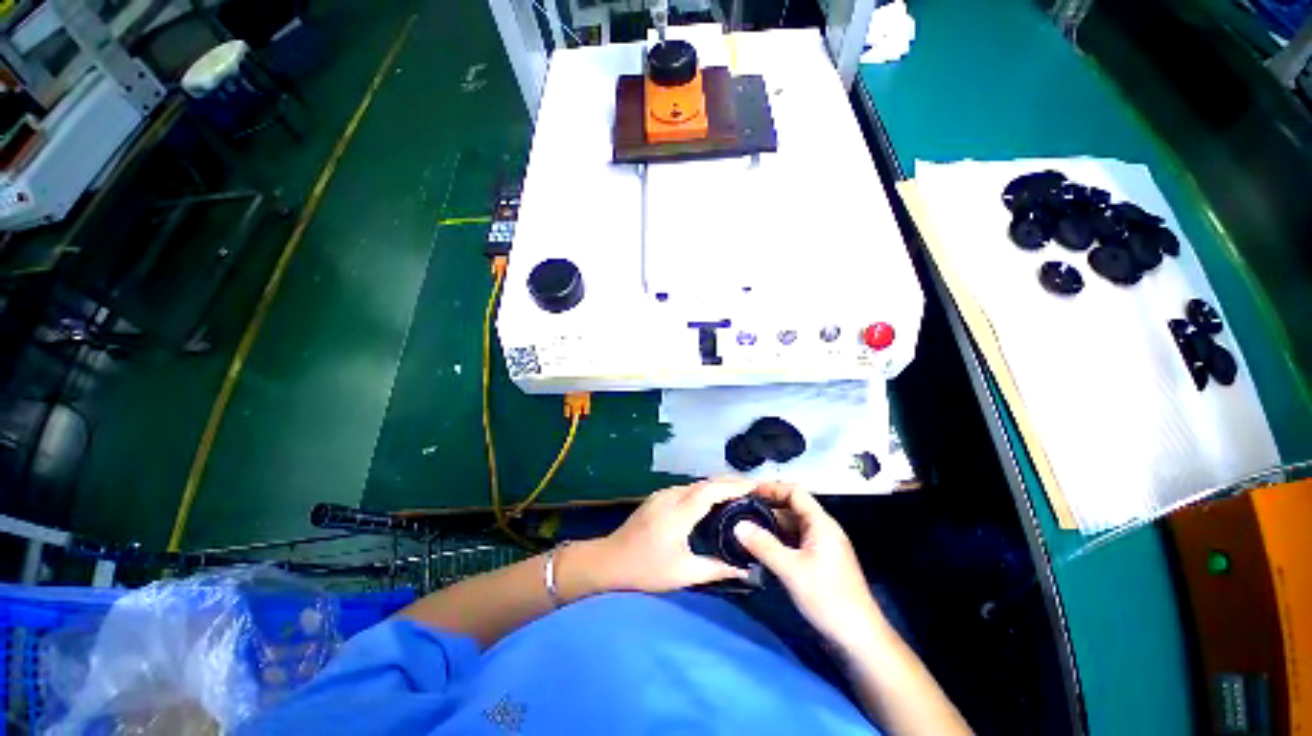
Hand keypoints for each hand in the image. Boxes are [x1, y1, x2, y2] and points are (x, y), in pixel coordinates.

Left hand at [572, 479, 754, 596]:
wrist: (610, 559)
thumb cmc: (646, 569)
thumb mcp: (683, 573)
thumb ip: (716, 569)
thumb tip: (745, 571)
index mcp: (679, 512)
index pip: (711, 490)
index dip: (734, 486)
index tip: (755, 486)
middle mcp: (671, 496)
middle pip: (705, 482)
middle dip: (729, 481)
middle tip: (753, 488)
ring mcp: (663, 494)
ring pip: (696, 483)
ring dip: (717, 484)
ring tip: (738, 492)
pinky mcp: (658, 496)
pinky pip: (687, 488)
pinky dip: (704, 489)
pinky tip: (712, 499)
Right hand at [733, 482, 886, 650]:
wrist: (859, 638)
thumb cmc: (827, 598)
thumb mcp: (791, 570)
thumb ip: (763, 545)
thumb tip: (737, 525)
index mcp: (821, 523)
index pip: (795, 492)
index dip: (771, 488)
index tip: (748, 492)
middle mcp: (823, 529)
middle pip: (792, 507)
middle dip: (767, 507)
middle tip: (741, 511)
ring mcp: (822, 545)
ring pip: (792, 526)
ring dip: (770, 525)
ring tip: (746, 528)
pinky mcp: (820, 561)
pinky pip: (795, 541)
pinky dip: (778, 540)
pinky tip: (761, 548)